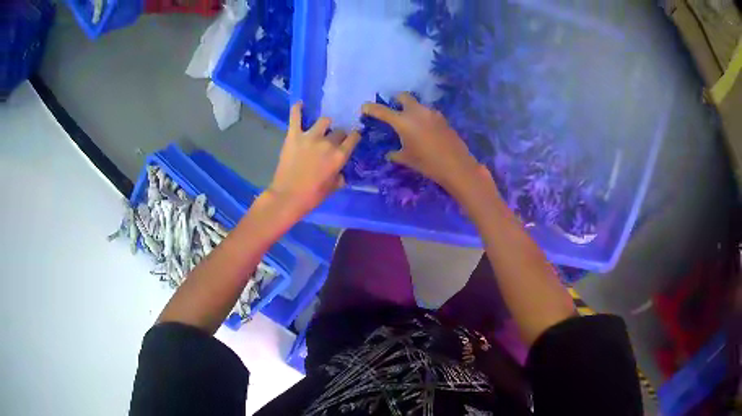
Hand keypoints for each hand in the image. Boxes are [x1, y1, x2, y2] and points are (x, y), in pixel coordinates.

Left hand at [268, 102, 360, 215]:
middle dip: (339, 135)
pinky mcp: (293, 136)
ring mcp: (310, 137)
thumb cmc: (312, 196)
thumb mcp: (333, 188)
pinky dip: (297, 109)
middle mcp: (327, 142)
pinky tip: (300, 104)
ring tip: (321, 128)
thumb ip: (339, 176)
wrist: (287, 197)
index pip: (353, 138)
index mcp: (339, 156)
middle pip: (339, 131)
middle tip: (333, 141)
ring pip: (324, 121)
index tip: (353, 138)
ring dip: (325, 124)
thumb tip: (340, 171)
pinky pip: (295, 117)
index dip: (354, 137)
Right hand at [362, 92, 483, 192]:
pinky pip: (427, 113)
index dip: (370, 108)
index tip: (364, 108)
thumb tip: (390, 152)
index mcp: (403, 121)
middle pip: (403, 96)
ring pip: (417, 105)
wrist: (456, 166)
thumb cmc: (427, 163)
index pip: (381, 110)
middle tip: (392, 111)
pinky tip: (423, 131)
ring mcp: (432, 113)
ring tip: (409, 125)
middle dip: (395, 100)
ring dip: (410, 110)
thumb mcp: (406, 159)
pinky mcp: (442, 118)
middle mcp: (417, 112)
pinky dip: (421, 117)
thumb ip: (395, 153)